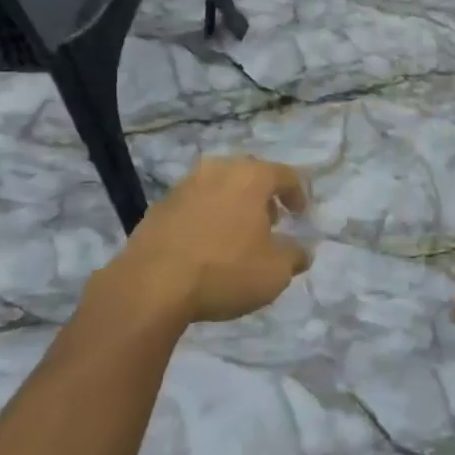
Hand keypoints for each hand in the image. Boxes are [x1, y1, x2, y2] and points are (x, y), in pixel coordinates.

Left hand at [104, 155, 311, 324]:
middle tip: (271, 221)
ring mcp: (184, 185)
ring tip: (237, 235)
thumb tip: (302, 251)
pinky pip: (194, 204)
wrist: (152, 284)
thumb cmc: (224, 270)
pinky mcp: (160, 206)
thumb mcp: (274, 272)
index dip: (297, 194)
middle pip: (249, 174)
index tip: (301, 215)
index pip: (284, 175)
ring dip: (232, 205)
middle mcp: (217, 170)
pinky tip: (206, 245)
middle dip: (263, 196)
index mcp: (250, 177)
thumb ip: (294, 256)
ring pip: (218, 186)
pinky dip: (206, 217)